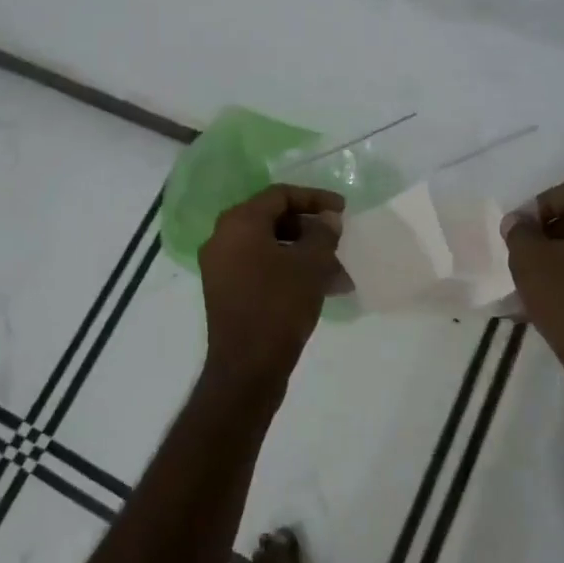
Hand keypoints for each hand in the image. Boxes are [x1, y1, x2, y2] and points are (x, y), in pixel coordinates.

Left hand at [199, 185, 345, 388]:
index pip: (280, 195)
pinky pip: (260, 268)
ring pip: (269, 247)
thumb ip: (323, 233)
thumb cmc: (279, 306)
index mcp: (239, 222)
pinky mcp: (225, 291)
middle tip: (338, 240)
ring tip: (337, 273)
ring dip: (303, 254)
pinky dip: (288, 271)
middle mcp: (223, 238)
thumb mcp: (311, 265)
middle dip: (310, 229)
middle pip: (272, 219)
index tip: (343, 210)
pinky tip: (319, 289)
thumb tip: (327, 219)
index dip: (315, 198)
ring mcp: (220, 266)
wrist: (246, 367)